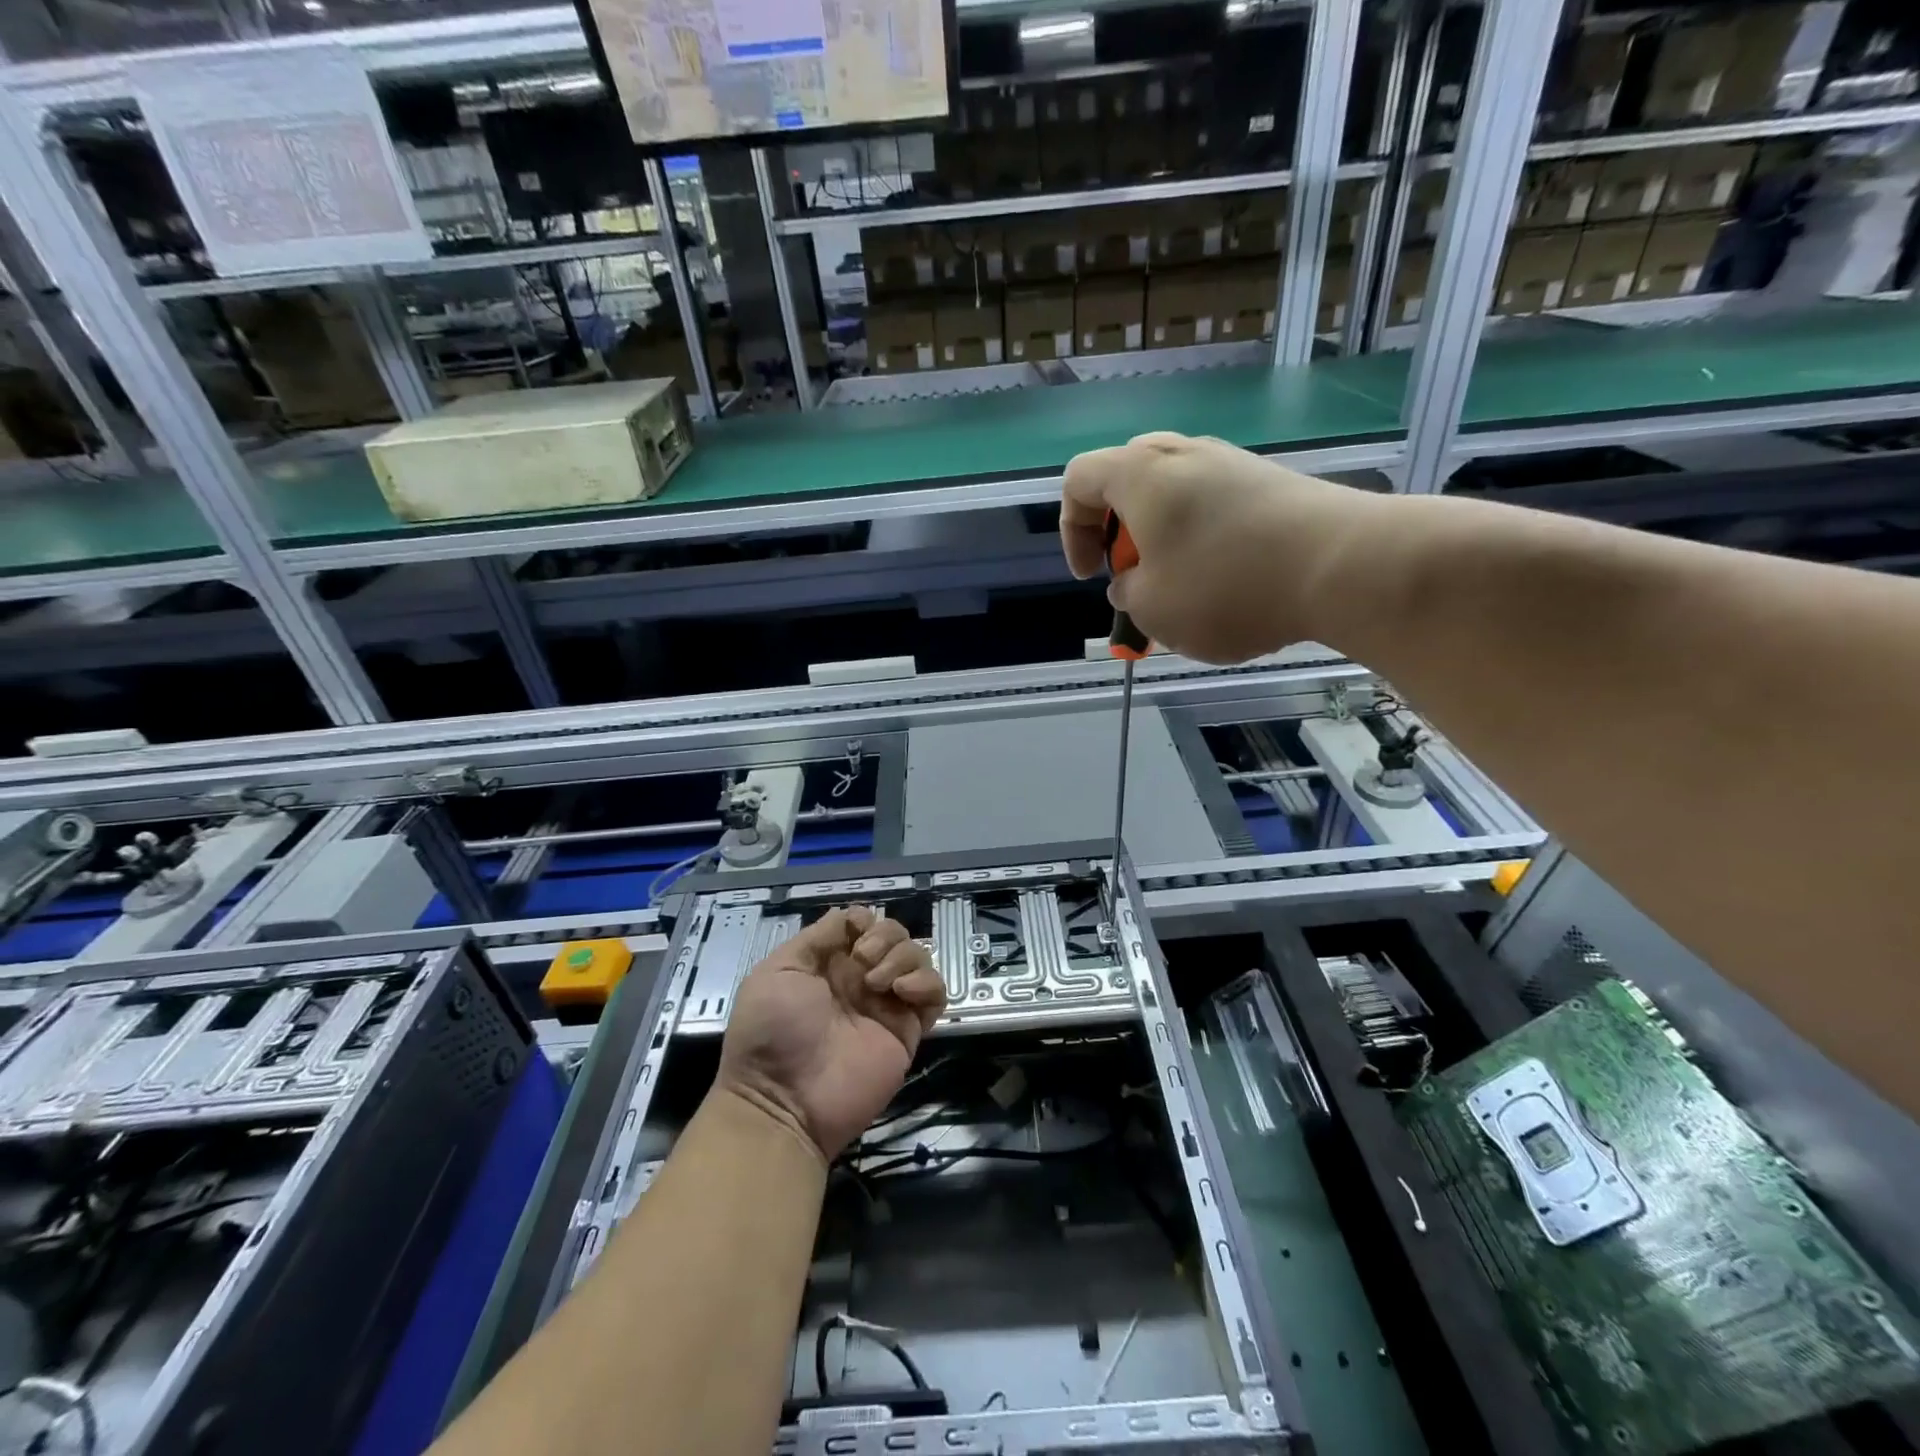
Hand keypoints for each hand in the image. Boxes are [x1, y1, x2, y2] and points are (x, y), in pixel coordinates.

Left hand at [714, 907, 945, 1161]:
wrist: (783, 1103)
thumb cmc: (770, 1032)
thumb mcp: (778, 972)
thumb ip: (816, 938)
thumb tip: (850, 916)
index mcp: (829, 963)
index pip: (864, 923)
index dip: (865, 920)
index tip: (855, 934)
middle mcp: (861, 978)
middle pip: (895, 935)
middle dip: (886, 936)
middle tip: (864, 961)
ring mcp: (886, 1004)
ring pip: (918, 957)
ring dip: (903, 957)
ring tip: (878, 983)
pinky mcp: (908, 1031)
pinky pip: (935, 995)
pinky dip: (926, 983)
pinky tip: (902, 991)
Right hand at [1062, 432, 1378, 663]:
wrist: (1342, 565)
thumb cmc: (1225, 586)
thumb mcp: (1152, 608)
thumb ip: (1126, 592)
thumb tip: (1132, 580)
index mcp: (1140, 474)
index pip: (1078, 480)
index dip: (1072, 531)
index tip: (1091, 576)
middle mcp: (1184, 454)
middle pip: (1127, 479)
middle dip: (1119, 531)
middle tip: (1132, 573)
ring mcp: (1233, 463)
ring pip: (1176, 494)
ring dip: (1164, 540)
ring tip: (1181, 589)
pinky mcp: (1272, 482)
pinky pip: (1217, 505)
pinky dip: (1205, 540)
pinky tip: (1227, 582)